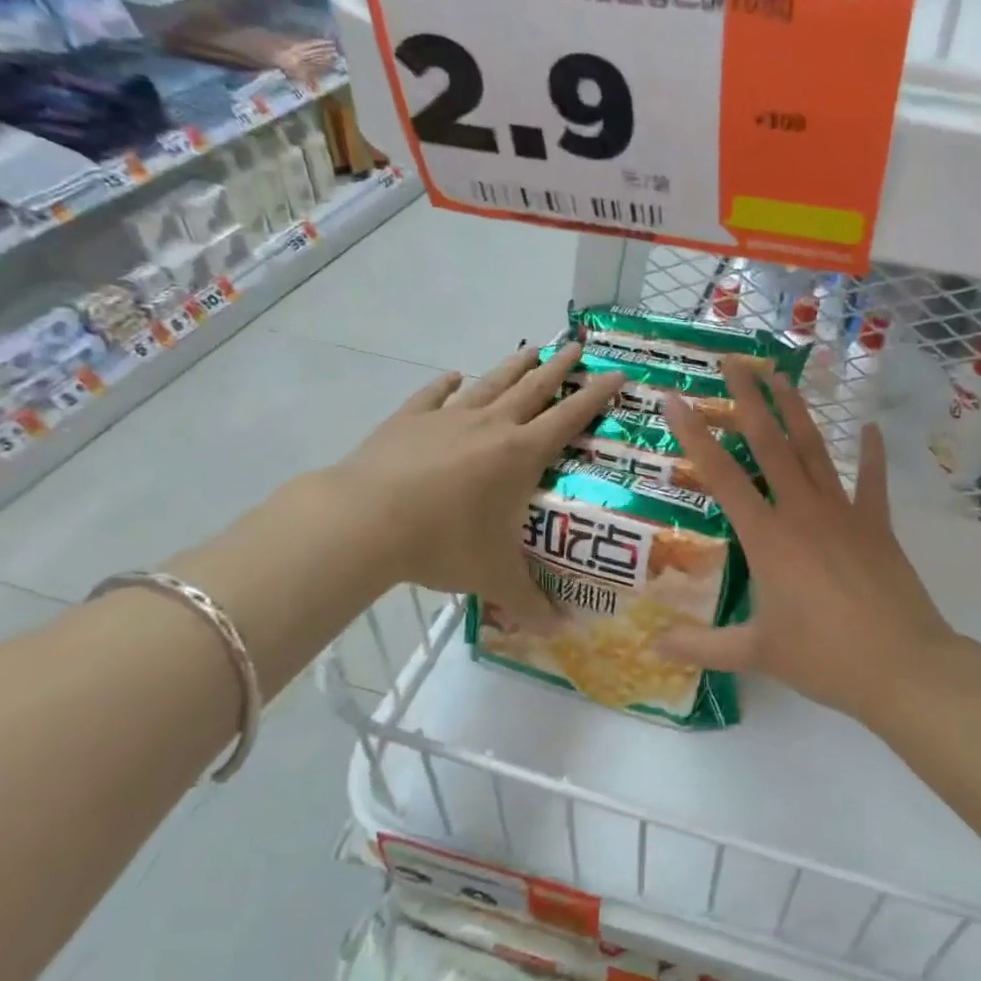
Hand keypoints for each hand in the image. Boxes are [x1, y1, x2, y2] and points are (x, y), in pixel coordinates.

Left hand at [327, 343, 621, 627]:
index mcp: (520, 455)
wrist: (364, 522)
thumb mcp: (493, 577)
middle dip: (559, 367)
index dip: (596, 395)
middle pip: (534, 387)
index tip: (616, 373)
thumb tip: (563, 633)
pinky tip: (453, 377)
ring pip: (490, 383)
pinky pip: (433, 396)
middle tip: (576, 346)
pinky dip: (447, 385)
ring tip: (530, 348)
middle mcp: (491, 426)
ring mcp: (447, 418)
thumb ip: (531, 603)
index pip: (570, 417)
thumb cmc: (442, 544)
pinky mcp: (408, 420)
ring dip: (513, 365)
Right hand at [661, 358, 961, 724]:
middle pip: (770, 444)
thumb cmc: (824, 659)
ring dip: (796, 411)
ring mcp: (844, 513)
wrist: (902, 666)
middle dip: (748, 399)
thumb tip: (653, 645)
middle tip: (733, 362)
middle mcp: (802, 511)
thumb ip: (701, 646)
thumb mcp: (756, 653)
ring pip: (814, 450)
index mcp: (768, 537)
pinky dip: (873, 453)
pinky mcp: (876, 525)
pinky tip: (872, 428)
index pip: (721, 475)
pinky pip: (873, 480)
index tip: (674, 398)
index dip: (694, 435)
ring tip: (780, 376)